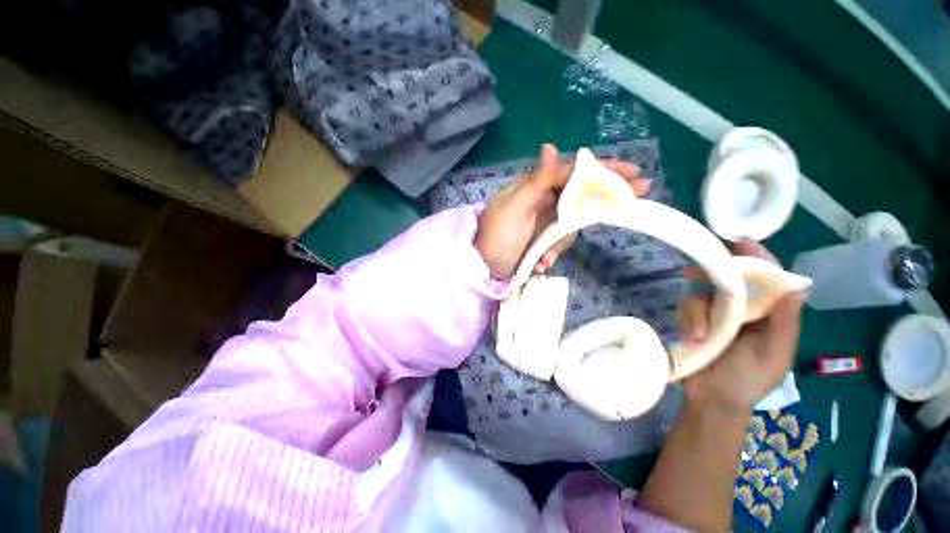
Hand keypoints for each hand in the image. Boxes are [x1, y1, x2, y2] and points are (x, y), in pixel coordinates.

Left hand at [474, 144, 648, 279]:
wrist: (482, 270)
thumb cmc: (497, 238)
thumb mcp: (515, 208)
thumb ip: (536, 181)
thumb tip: (550, 146)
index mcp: (532, 187)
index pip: (572, 173)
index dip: (602, 171)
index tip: (633, 173)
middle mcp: (539, 200)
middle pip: (578, 195)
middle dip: (603, 198)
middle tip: (638, 194)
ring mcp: (541, 221)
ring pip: (570, 224)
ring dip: (559, 244)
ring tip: (541, 259)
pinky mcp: (540, 239)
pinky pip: (558, 243)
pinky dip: (551, 254)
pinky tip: (539, 264)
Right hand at [679, 240, 805, 413]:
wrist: (712, 399)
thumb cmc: (748, 379)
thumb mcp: (774, 353)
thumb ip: (785, 321)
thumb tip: (797, 285)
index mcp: (771, 315)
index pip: (769, 279)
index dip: (759, 259)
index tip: (741, 242)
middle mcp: (745, 309)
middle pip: (733, 279)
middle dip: (719, 274)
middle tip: (701, 269)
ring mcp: (717, 314)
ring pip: (706, 292)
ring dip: (700, 310)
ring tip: (700, 334)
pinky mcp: (695, 319)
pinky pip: (689, 306)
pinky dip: (689, 317)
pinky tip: (693, 335)